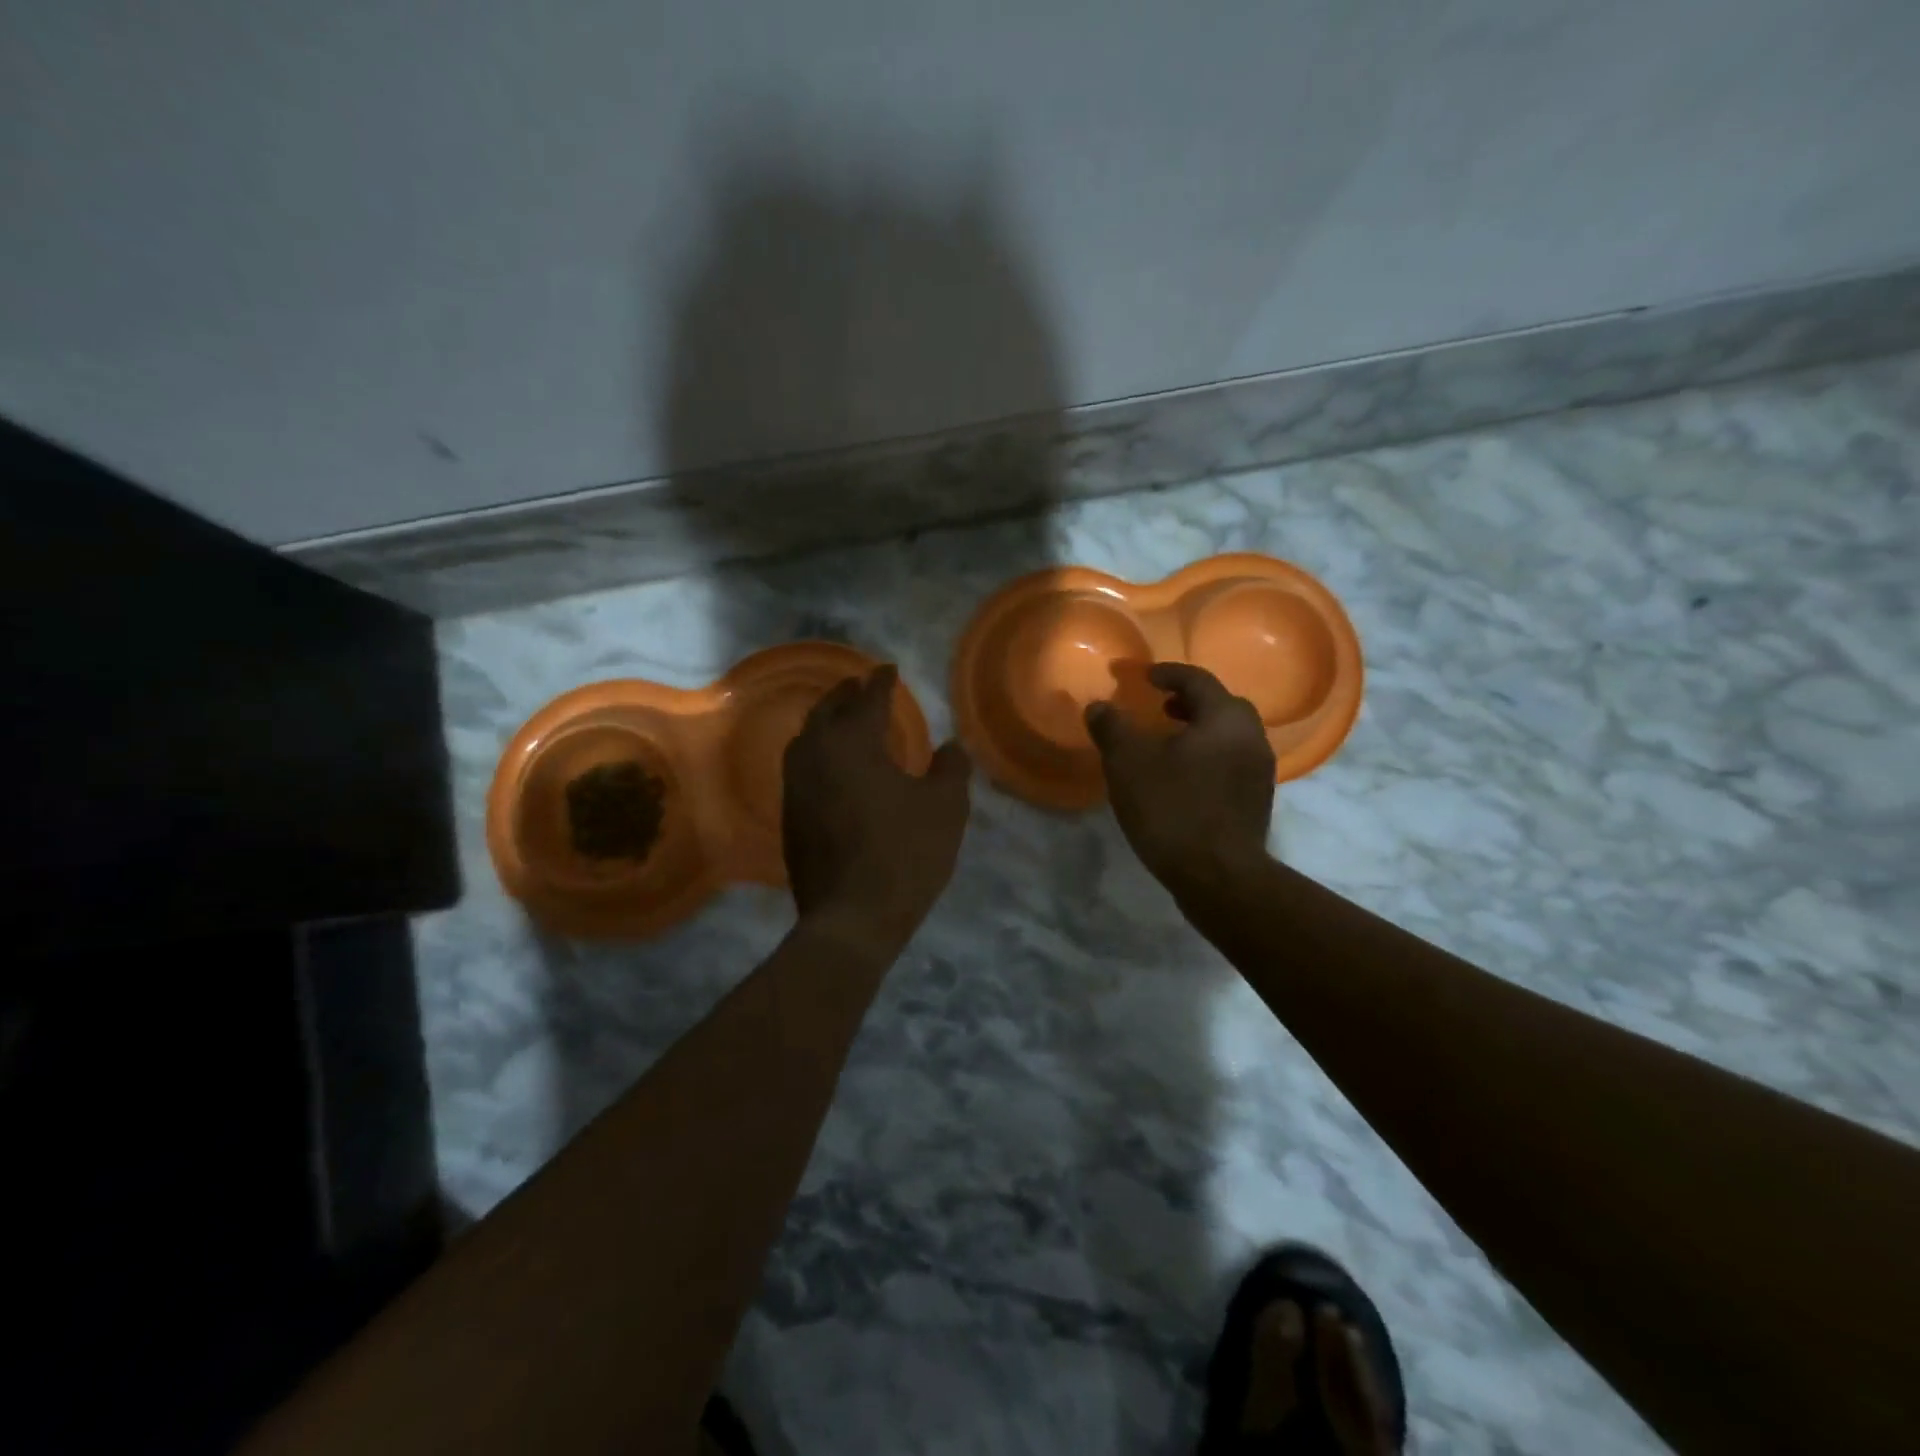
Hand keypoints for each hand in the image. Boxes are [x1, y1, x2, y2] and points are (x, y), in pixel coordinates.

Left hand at [783, 665, 971, 950]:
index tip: (889, 669)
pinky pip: (801, 767)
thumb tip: (951, 745)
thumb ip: (950, 769)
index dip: (881, 682)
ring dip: (825, 721)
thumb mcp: (945, 808)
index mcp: (854, 743)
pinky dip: (817, 752)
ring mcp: (796, 786)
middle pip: (827, 710)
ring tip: (843, 719)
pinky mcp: (789, 815)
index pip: (868, 699)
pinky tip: (832, 767)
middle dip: (845, 694)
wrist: (851, 917)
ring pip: (806, 738)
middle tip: (861, 686)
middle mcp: (816, 754)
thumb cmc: (904, 855)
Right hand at [1085, 662, 1274, 903]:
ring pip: (1229, 737)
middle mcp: (1252, 738)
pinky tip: (1183, 778)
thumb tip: (1099, 706)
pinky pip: (1231, 764)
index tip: (1145, 677)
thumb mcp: (1127, 763)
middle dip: (1190, 702)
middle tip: (1161, 708)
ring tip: (1169, 744)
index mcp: (1225, 718)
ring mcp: (1259, 772)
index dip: (1168, 674)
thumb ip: (1112, 727)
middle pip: (1222, 707)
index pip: (1198, 681)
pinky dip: (1208, 758)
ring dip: (1200, 732)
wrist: (1218, 876)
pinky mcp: (1256, 802)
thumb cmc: (1172, 807)